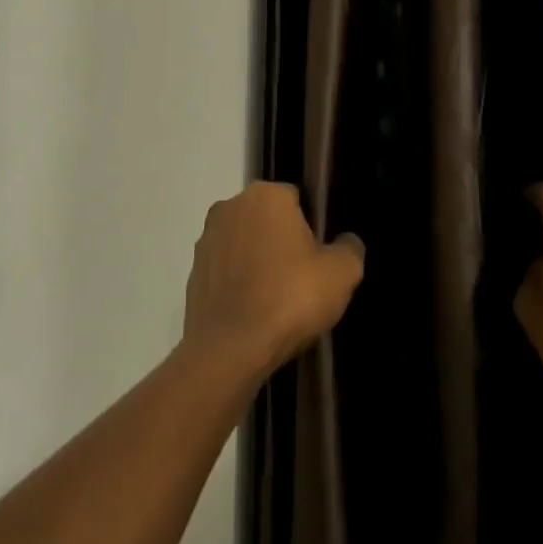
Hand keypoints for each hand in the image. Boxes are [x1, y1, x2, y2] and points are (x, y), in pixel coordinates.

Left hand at [183, 182, 364, 381]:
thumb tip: (346, 241)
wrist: (231, 347)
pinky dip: (237, 283)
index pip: (296, 199)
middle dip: (281, 241)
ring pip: (243, 243)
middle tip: (301, 278)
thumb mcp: (342, 274)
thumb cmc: (291, 298)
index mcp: (266, 195)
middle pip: (266, 220)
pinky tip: (253, 311)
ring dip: (257, 261)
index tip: (318, 257)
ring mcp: (206, 239)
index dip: (311, 226)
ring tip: (276, 299)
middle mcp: (230, 207)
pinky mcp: (193, 271)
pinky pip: (225, 270)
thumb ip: (349, 249)